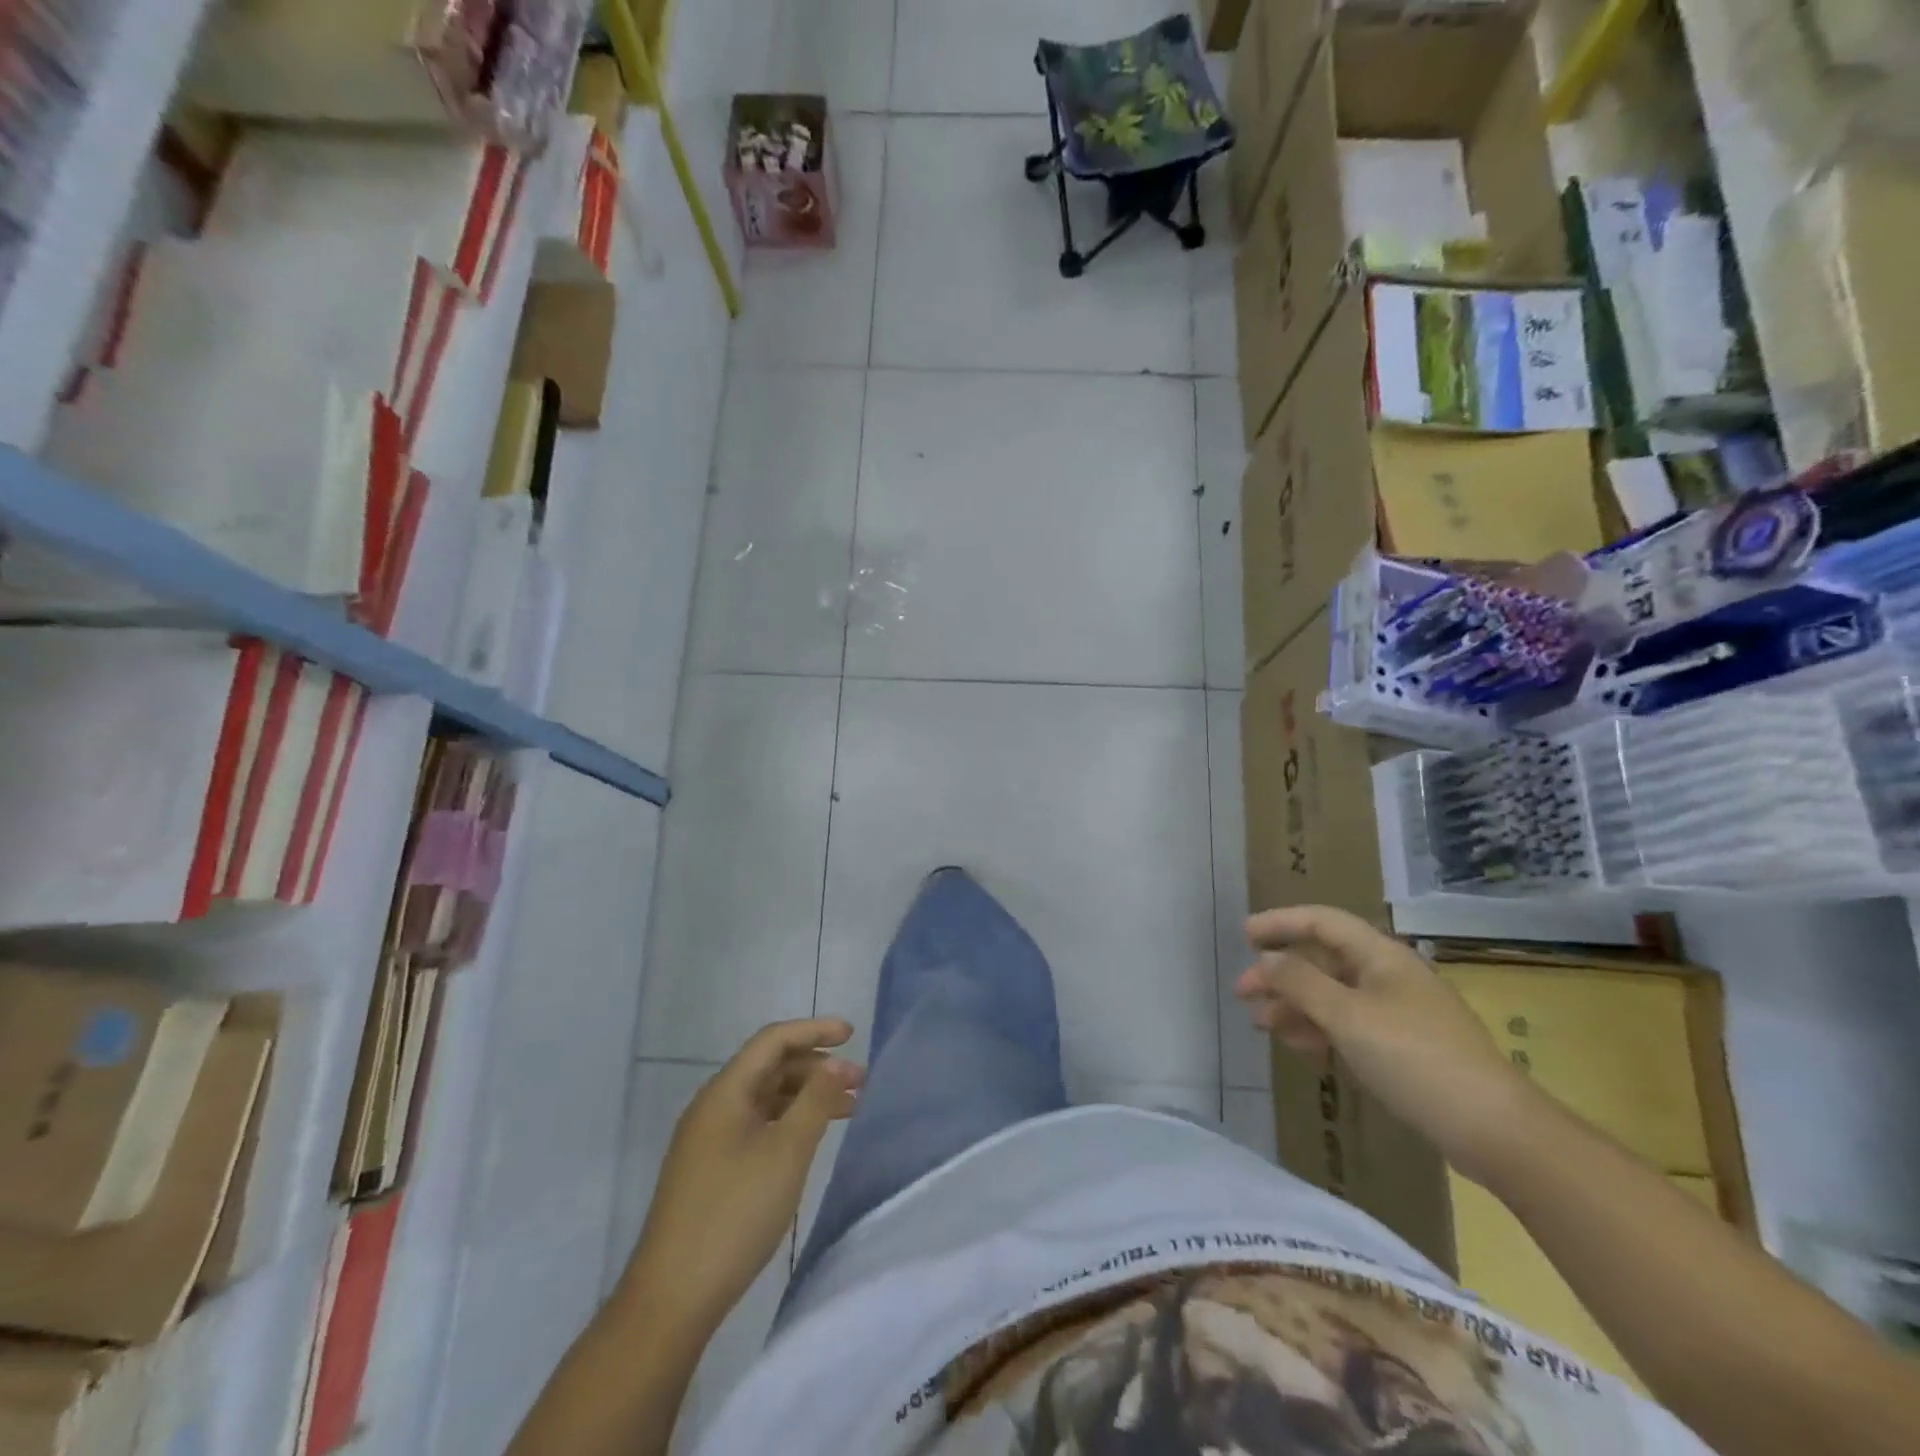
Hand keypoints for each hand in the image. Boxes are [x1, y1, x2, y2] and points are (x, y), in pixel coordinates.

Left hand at [624, 1018, 863, 1333]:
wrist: (671, 1299)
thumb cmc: (734, 1214)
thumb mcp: (786, 1152)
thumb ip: (815, 1101)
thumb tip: (836, 1063)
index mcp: (725, 1092)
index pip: (773, 1041)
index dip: (814, 1030)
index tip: (852, 1034)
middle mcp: (713, 1106)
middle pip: (770, 1067)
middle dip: (816, 1068)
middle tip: (859, 1082)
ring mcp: (708, 1139)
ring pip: (765, 1099)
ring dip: (806, 1096)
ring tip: (848, 1110)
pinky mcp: (710, 1169)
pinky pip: (756, 1126)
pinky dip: (788, 1122)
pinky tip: (810, 1140)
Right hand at [1235, 906, 1536, 1179]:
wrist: (1493, 1129)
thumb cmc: (1414, 1058)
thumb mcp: (1347, 1016)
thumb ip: (1300, 983)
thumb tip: (1267, 960)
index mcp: (1381, 956)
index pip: (1321, 921)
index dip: (1280, 922)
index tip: (1243, 936)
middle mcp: (1389, 975)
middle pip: (1323, 960)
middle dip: (1280, 973)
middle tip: (1243, 994)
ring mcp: (1399, 1011)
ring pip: (1334, 995)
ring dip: (1295, 1004)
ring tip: (1264, 1025)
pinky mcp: (1404, 1046)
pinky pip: (1350, 1024)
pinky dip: (1320, 1029)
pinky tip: (1303, 1048)